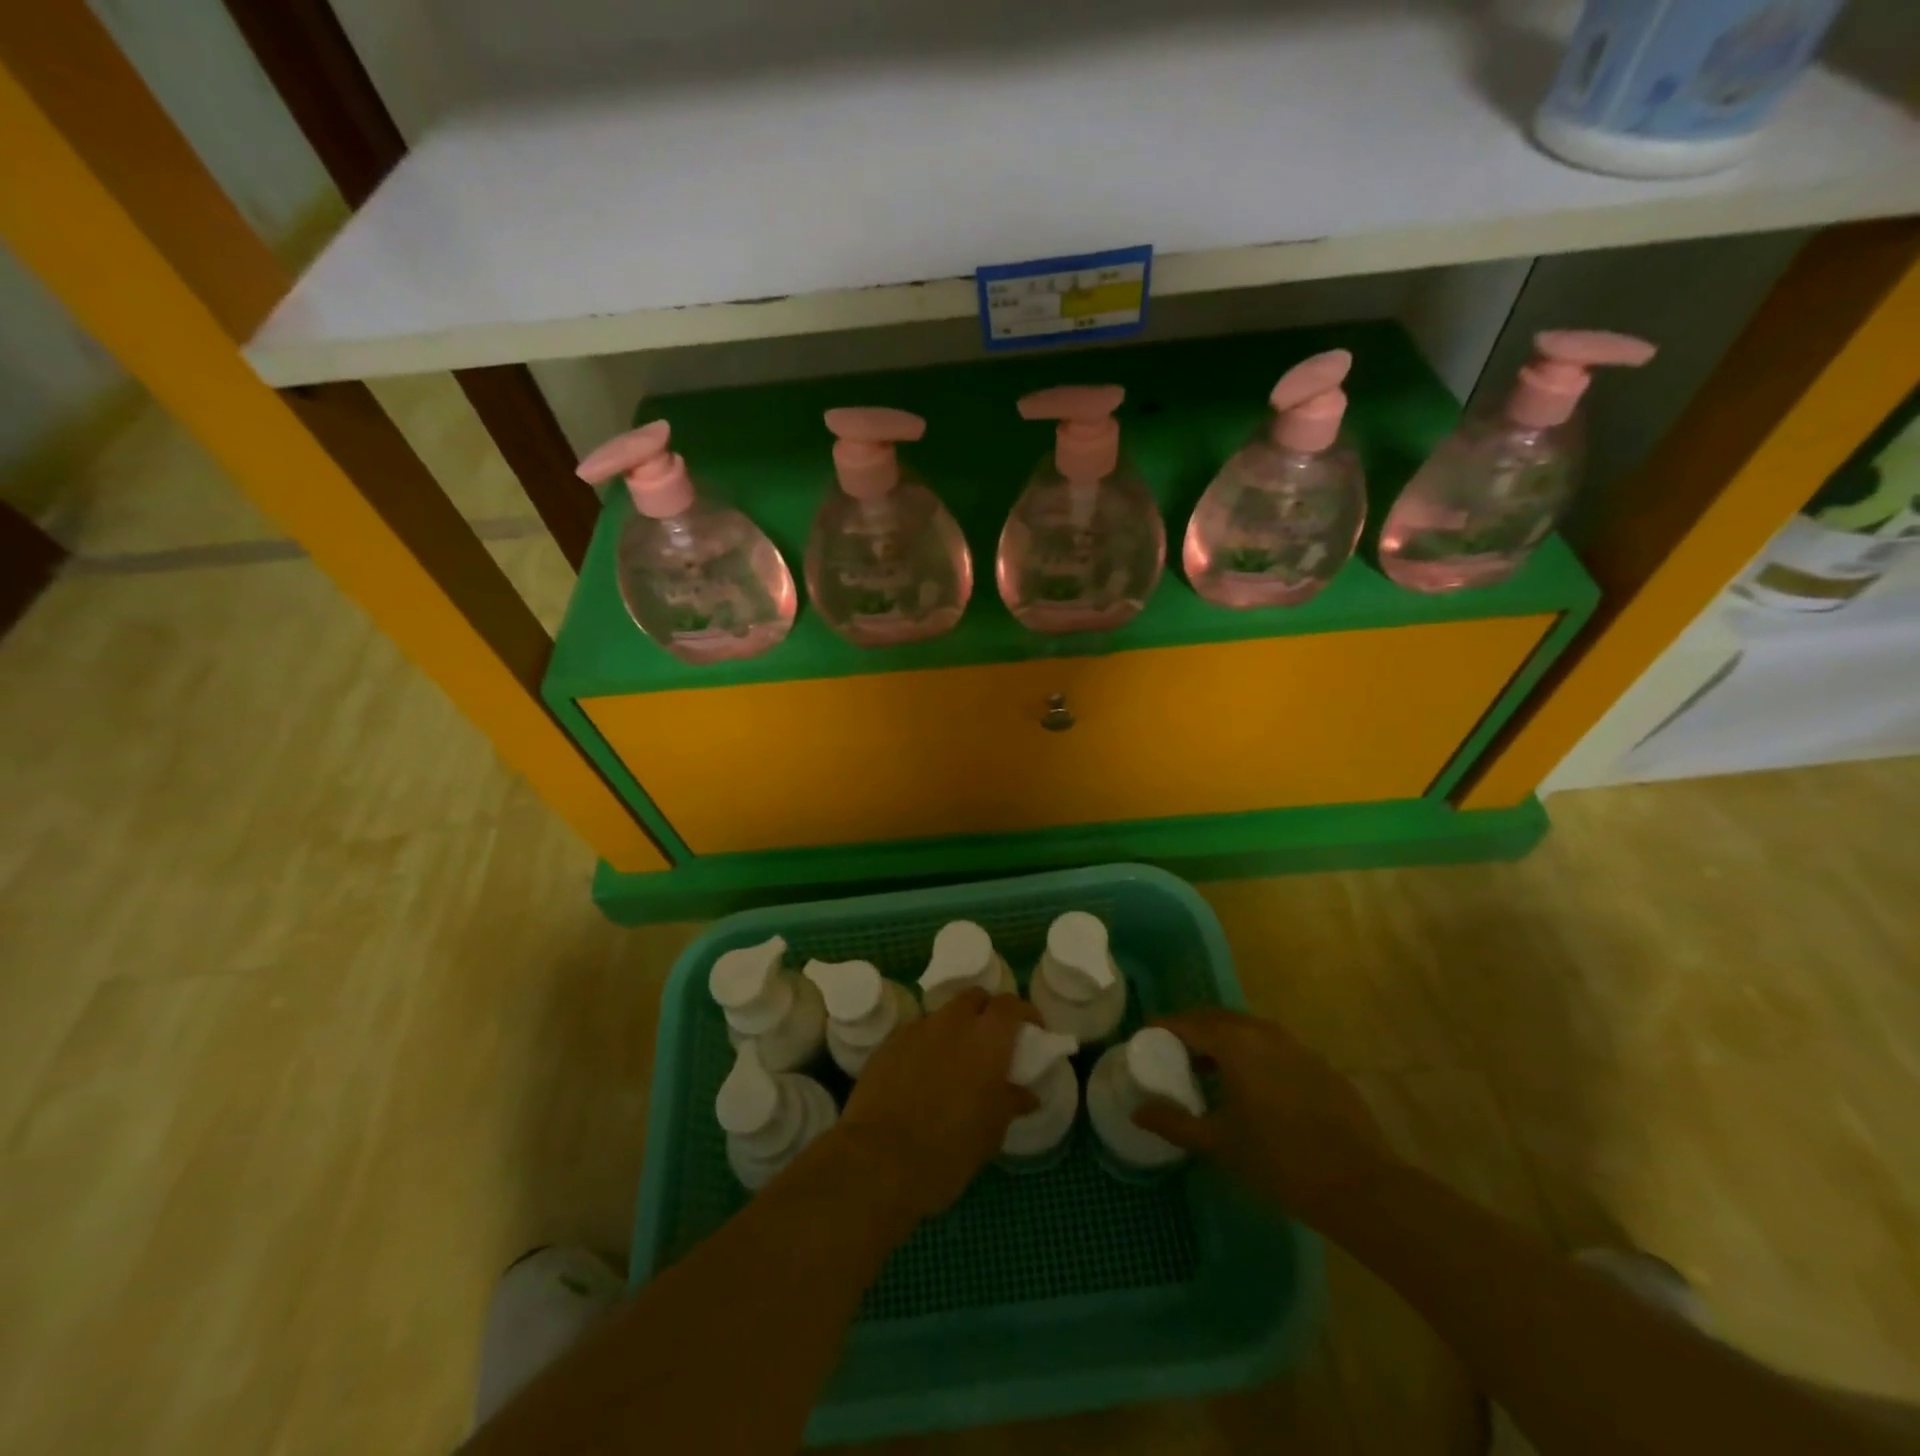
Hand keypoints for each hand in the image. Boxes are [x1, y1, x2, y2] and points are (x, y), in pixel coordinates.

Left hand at [835, 990, 1039, 1227]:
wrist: (880, 1159)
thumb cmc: (949, 1148)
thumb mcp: (992, 1131)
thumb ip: (1011, 1102)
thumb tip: (1027, 1094)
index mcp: (988, 1037)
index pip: (1011, 1005)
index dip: (1025, 1013)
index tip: (1032, 1031)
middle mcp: (953, 1021)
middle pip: (975, 997)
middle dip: (986, 1012)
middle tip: (992, 1042)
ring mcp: (917, 1028)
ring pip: (943, 1014)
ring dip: (954, 1028)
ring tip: (955, 1060)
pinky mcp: (888, 1043)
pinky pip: (916, 1034)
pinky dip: (926, 1045)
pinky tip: (922, 1074)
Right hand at [1131, 1008, 1397, 1227]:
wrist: (1361, 1186)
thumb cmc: (1279, 1160)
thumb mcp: (1219, 1143)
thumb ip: (1174, 1123)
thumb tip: (1138, 1112)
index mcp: (1235, 1042)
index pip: (1187, 1023)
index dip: (1162, 1028)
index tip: (1145, 1039)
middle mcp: (1264, 1032)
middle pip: (1217, 1019)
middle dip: (1193, 1031)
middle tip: (1174, 1054)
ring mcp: (1296, 1045)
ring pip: (1248, 1030)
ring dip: (1224, 1042)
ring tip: (1210, 1071)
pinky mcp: (1319, 1064)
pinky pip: (1274, 1047)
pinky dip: (1254, 1055)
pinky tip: (1254, 1089)